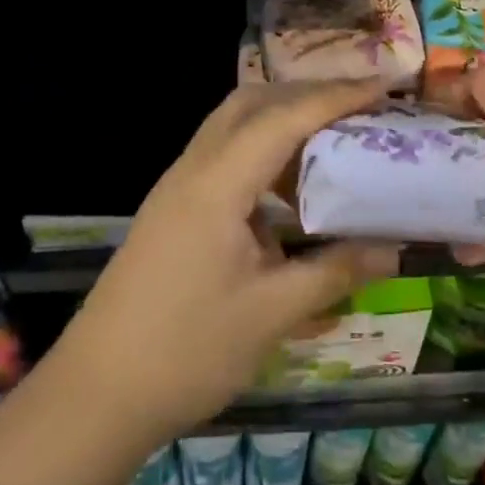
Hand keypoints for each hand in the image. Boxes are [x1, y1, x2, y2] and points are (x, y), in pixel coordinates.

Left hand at [48, 81, 399, 447]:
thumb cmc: (185, 351)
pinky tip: (286, 195)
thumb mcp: (270, 314)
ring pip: (233, 125)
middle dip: (305, 96)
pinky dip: (260, 154)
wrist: (93, 396)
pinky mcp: (172, 208)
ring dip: (280, 122)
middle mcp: (195, 167)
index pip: (285, 117)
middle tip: (354, 109)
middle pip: (252, 103)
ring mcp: (178, 186)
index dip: (336, 96)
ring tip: (328, 143)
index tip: (381, 87)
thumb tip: (392, 248)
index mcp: (218, 182)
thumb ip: (334, 272)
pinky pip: (223, 155)